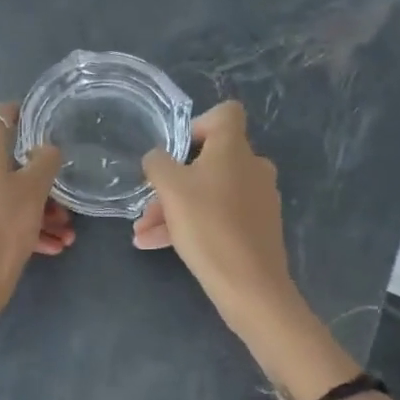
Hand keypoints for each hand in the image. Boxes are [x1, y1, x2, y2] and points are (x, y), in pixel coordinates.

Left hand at [0, 103, 71, 321]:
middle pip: (4, 164)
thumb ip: (44, 161)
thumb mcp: (34, 191)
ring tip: (63, 237)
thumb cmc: (3, 228)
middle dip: (39, 185)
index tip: (41, 125)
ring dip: (34, 211)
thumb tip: (44, 149)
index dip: (22, 115)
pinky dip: (16, 225)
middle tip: (64, 209)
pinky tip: (46, 248)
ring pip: (0, 194)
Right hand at [134, 102, 303, 338]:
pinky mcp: (257, 228)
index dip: (198, 124)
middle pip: (209, 160)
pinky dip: (191, 225)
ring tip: (142, 232)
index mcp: (235, 149)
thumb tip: (157, 157)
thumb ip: (157, 164)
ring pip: (208, 193)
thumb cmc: (208, 225)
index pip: (225, 114)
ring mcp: (257, 199)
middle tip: (147, 203)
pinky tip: (156, 245)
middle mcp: (252, 168)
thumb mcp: (170, 189)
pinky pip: (218, 216)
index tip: (177, 150)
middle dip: (172, 181)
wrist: (250, 286)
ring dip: (174, 208)